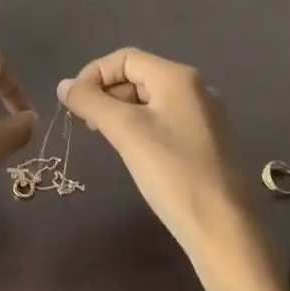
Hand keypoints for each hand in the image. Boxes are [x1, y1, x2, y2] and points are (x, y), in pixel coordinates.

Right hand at [58, 48, 288, 290]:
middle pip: (139, 75)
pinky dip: (142, 127)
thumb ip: (91, 102)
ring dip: (122, 111)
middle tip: (87, 123)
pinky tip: (133, 152)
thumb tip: (63, 85)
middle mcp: (196, 88)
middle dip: (107, 93)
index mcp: (178, 77)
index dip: (94, 74)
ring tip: (106, 138)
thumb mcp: (125, 132)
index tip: (73, 102)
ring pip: (151, 100)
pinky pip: (166, 120)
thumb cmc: (173, 173)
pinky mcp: (209, 142)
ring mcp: (206, 116)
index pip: (125, 58)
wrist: (226, 232)